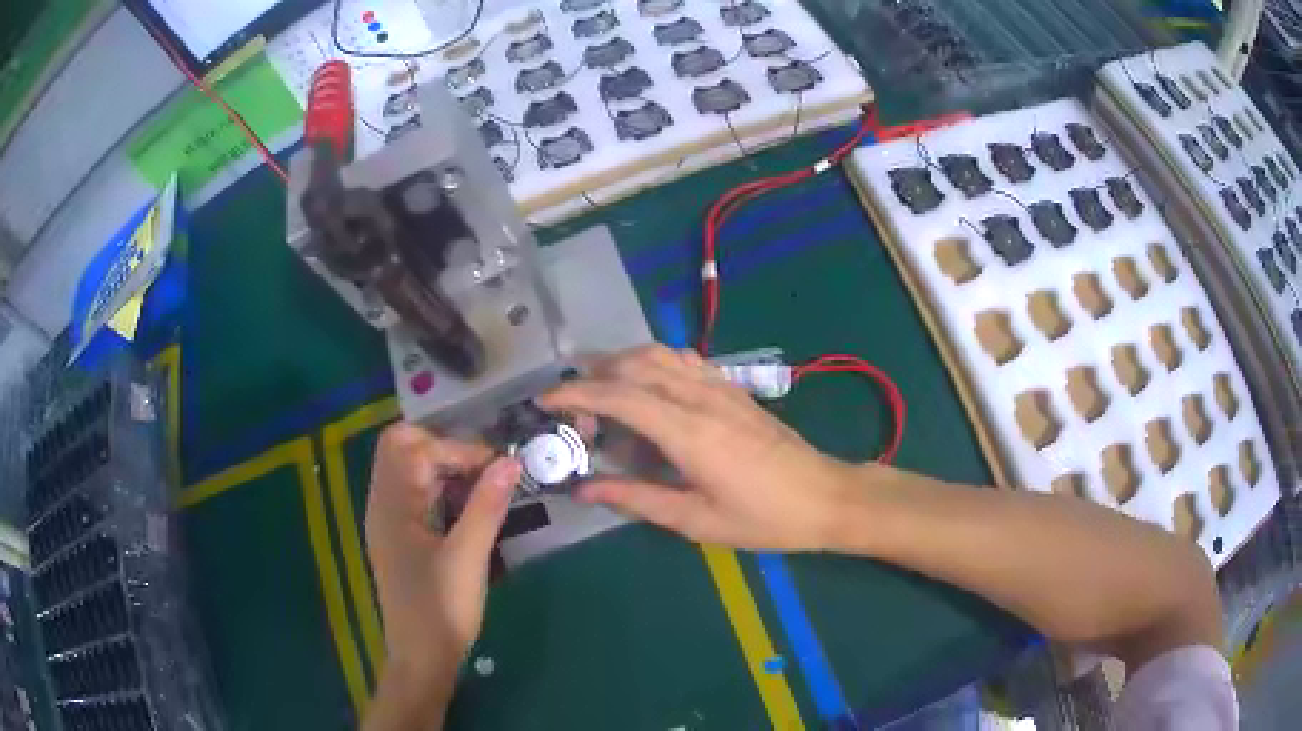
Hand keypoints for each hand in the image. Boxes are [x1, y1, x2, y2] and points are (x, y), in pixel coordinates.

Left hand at [365, 424, 519, 686]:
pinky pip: (415, 494)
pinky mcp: (400, 537)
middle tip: (483, 467)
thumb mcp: (468, 557)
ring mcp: (389, 521)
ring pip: (408, 470)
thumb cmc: (441, 608)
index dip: (456, 449)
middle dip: (443, 447)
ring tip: (482, 485)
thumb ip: (486, 506)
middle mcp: (383, 504)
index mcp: (391, 505)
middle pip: (401, 448)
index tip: (495, 469)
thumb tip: (510, 461)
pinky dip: (440, 488)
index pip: (415, 447)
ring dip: (443, 468)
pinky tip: (468, 507)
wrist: (422, 657)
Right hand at [539, 345, 862, 551]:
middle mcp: (701, 397)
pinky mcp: (733, 388)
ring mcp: (720, 387)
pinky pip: (683, 360)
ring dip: (621, 364)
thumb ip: (637, 499)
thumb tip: (584, 488)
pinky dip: (652, 363)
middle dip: (592, 376)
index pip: (619, 395)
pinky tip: (647, 389)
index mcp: (688, 431)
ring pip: (659, 353)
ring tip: (600, 395)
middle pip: (634, 363)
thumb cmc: (763, 519)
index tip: (543, 402)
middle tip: (572, 411)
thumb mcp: (696, 521)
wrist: (824, 496)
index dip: (575, 394)